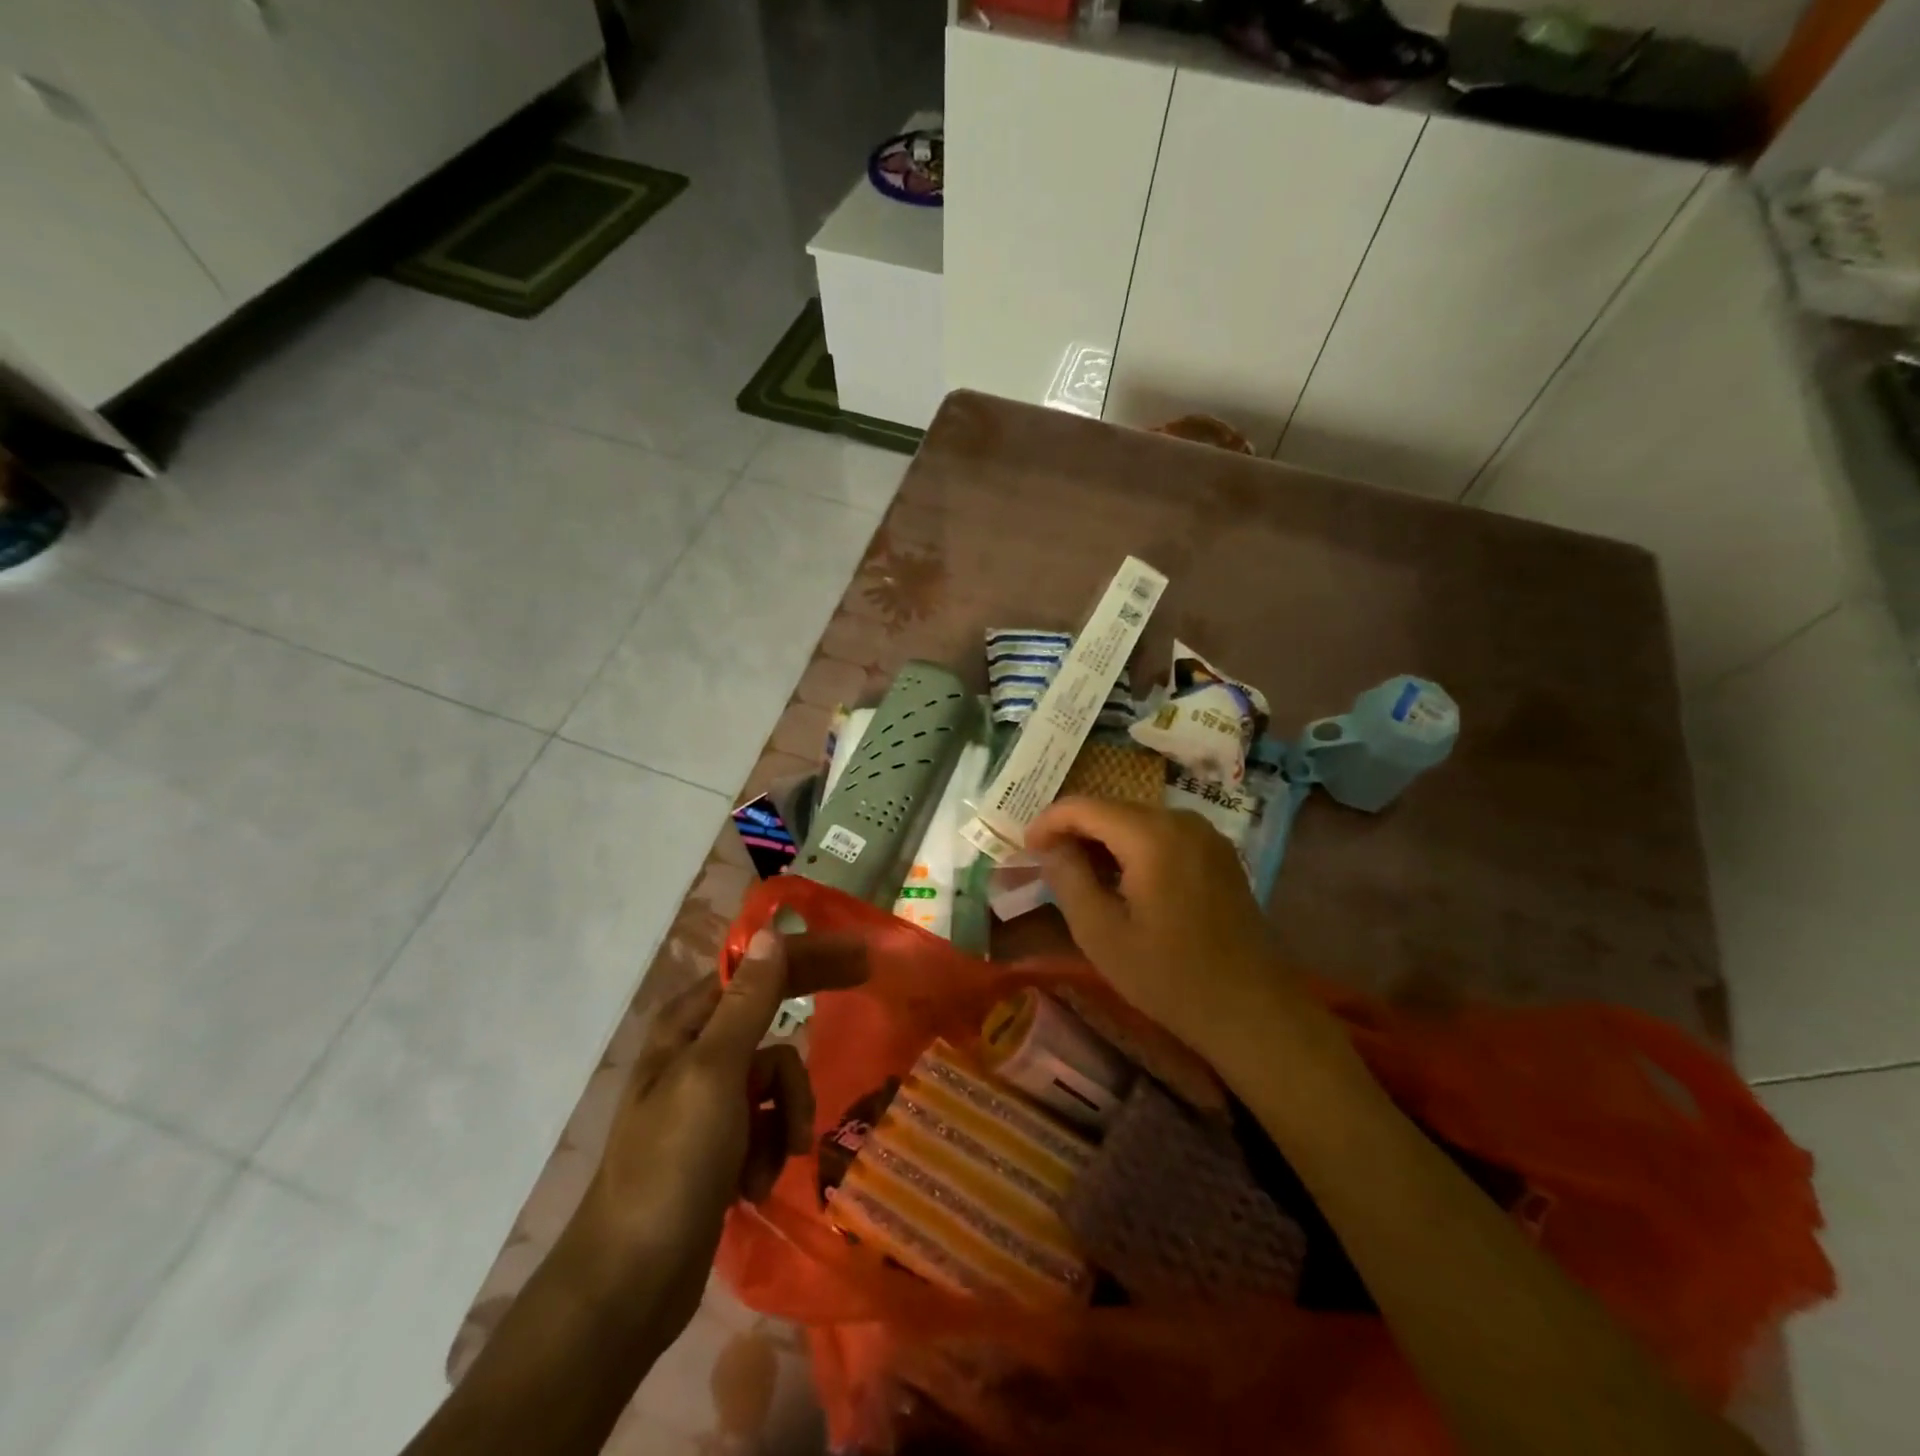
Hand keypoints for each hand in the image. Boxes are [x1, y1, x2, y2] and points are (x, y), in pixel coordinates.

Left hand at [572, 929, 864, 1346]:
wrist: (628, 1288)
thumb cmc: (670, 1168)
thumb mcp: (714, 1075)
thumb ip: (747, 1003)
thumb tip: (772, 933)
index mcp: (688, 1026)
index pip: (761, 970)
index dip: (811, 957)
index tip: (862, 956)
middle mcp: (698, 1053)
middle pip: (772, 1020)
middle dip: (807, 1038)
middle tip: (863, 1009)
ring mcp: (710, 1101)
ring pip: (779, 1079)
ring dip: (788, 1115)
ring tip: (774, 1159)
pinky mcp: (721, 1145)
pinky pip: (770, 1123)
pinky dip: (773, 1148)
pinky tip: (755, 1185)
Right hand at [1026, 797, 1299, 1064]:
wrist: (1252, 1009)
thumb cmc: (1169, 976)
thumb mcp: (1101, 933)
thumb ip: (1068, 878)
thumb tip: (1050, 847)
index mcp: (1151, 835)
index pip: (1083, 806)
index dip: (1048, 822)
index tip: (1026, 850)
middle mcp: (1181, 820)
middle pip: (1111, 808)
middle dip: (1074, 830)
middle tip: (1048, 865)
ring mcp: (1206, 834)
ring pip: (1137, 819)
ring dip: (1103, 839)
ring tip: (1080, 875)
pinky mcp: (1218, 853)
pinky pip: (1162, 834)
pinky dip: (1133, 847)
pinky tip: (1122, 881)